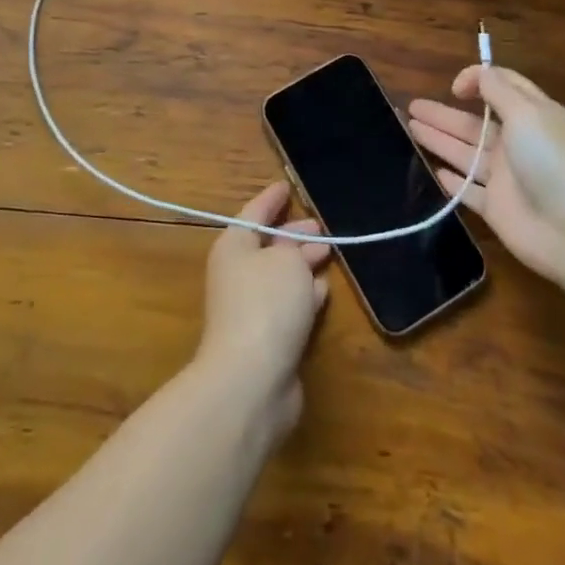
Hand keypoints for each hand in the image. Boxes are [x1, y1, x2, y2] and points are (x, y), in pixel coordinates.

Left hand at [193, 182, 330, 439]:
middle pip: (269, 246)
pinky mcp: (268, 340)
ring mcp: (251, 309)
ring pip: (281, 276)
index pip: (254, 212)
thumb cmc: (266, 304)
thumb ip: (295, 248)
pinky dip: (306, 295)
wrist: (251, 380)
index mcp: (234, 246)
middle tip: (322, 227)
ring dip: (303, 265)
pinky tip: (325, 290)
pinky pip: (289, 306)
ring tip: (329, 253)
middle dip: (294, 235)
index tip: (287, 185)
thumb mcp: (287, 261)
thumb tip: (296, 252)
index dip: (271, 199)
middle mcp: (238, 274)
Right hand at [408, 65, 564, 285]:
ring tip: (409, 127)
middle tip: (411, 106)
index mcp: (533, 117)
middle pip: (475, 123)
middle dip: (444, 113)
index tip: (454, 88)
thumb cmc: (553, 161)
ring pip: (466, 153)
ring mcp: (507, 179)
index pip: (504, 89)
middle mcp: (519, 145)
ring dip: (439, 139)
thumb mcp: (528, 112)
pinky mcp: (497, 209)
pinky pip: (468, 191)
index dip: (478, 81)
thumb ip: (498, 89)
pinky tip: (433, 170)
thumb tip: (474, 75)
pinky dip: (452, 181)